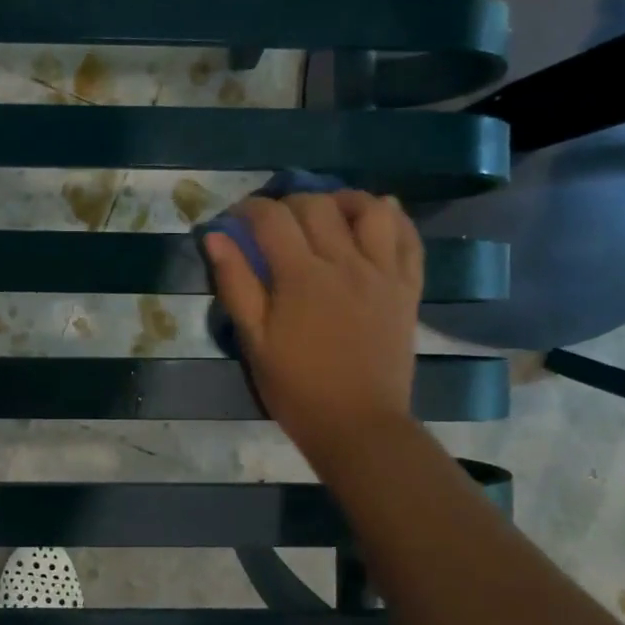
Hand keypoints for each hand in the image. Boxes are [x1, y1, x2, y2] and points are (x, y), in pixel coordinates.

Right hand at [201, 191, 422, 467]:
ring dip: (344, 200)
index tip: (236, 219)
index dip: (249, 209)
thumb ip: (235, 284)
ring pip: (370, 210)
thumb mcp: (254, 341)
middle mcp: (345, 263)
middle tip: (275, 222)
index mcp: (301, 276)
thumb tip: (216, 237)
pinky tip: (376, 218)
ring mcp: (382, 273)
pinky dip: (393, 218)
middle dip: (289, 202)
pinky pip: (409, 238)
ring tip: (327, 212)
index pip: (272, 218)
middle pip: (317, 205)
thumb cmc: (297, 388)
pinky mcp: (407, 288)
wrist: (358, 425)